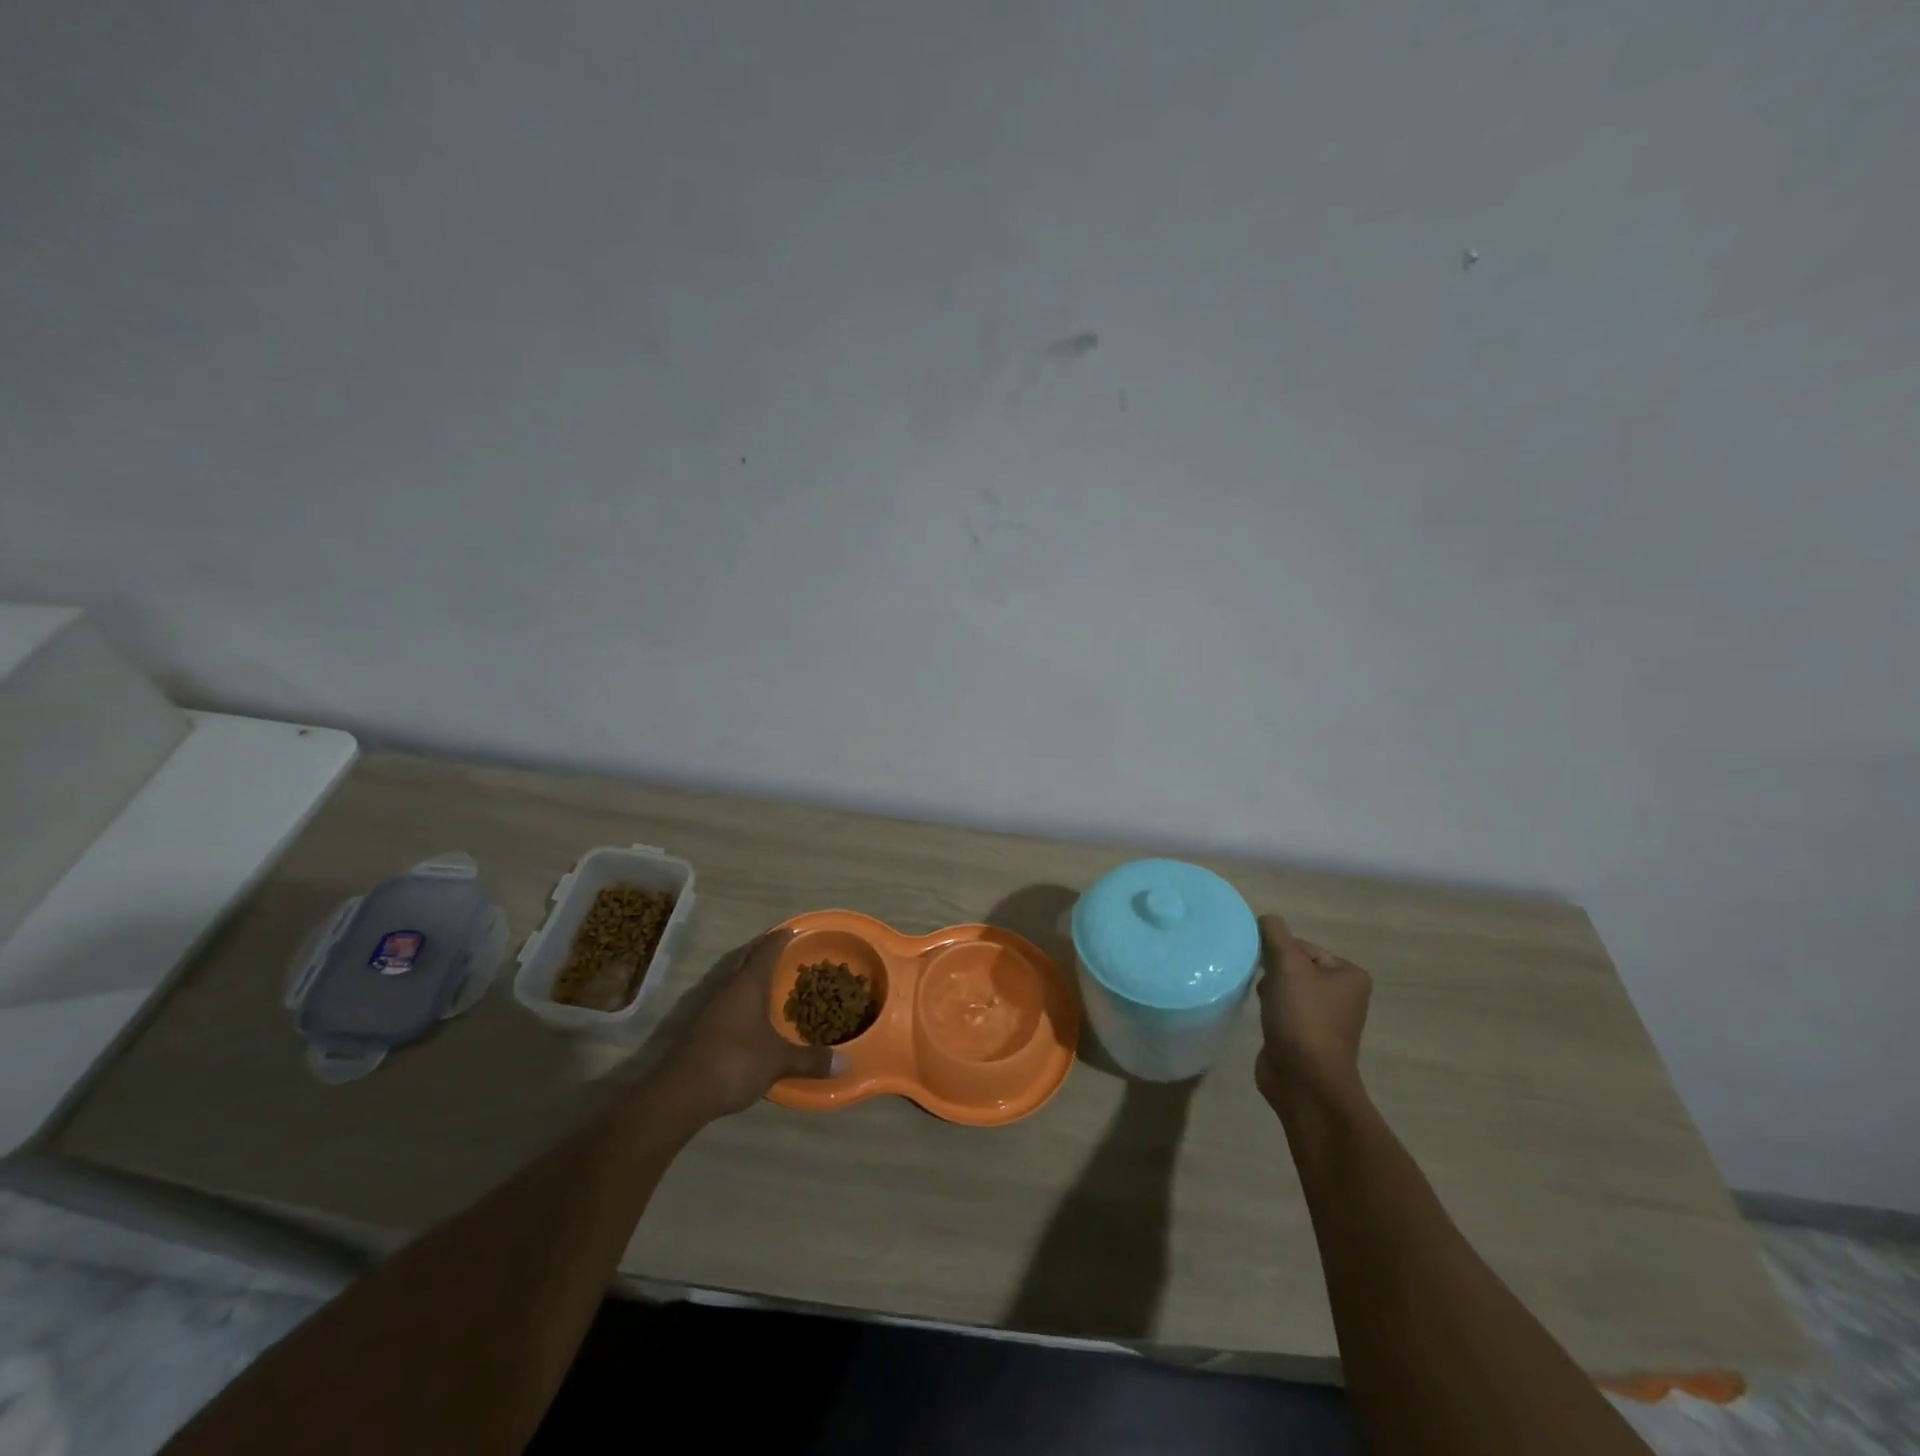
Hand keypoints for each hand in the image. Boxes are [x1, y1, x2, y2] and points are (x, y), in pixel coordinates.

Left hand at [659, 930, 834, 1118]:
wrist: (681, 1093)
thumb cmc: (735, 1062)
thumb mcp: (778, 1061)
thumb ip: (810, 1060)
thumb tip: (846, 1063)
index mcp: (748, 984)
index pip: (767, 950)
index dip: (781, 938)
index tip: (792, 929)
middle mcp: (728, 987)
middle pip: (747, 959)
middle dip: (764, 952)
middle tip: (785, 949)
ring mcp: (711, 1006)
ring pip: (734, 979)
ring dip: (751, 975)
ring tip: (771, 978)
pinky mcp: (702, 1026)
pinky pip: (728, 999)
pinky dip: (742, 997)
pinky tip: (752, 1012)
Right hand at [1253, 913, 1371, 1114]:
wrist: (1305, 1080)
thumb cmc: (1303, 1018)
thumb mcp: (1287, 965)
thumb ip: (1275, 934)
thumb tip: (1266, 918)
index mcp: (1350, 976)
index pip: (1304, 947)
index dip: (1278, 952)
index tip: (1264, 966)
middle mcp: (1343, 996)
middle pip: (1295, 966)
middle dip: (1273, 971)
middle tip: (1263, 985)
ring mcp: (1325, 1019)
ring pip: (1287, 988)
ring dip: (1270, 990)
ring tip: (1263, 1003)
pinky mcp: (1306, 1038)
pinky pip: (1283, 1010)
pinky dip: (1271, 1010)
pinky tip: (1262, 1017)